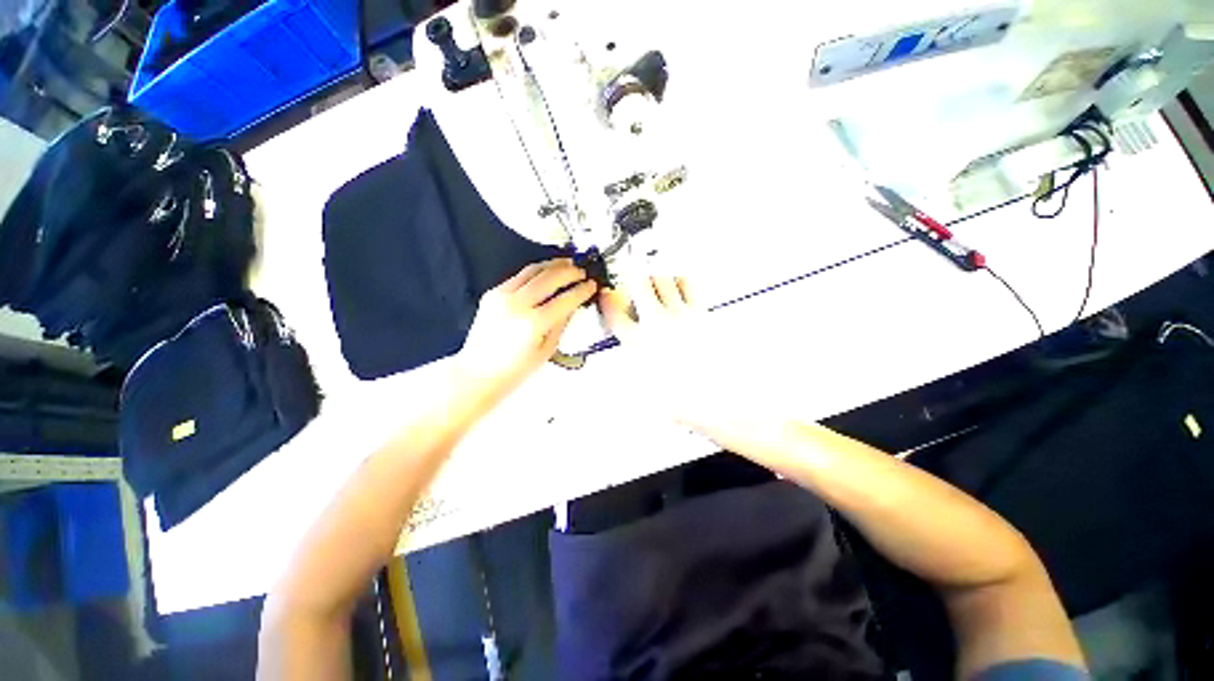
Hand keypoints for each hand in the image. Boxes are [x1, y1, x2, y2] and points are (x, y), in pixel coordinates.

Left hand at [455, 259, 597, 404]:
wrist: (478, 373)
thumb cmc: (515, 370)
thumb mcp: (547, 351)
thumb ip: (562, 324)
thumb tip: (573, 304)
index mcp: (533, 323)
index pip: (565, 299)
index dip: (582, 290)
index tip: (592, 285)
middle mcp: (517, 304)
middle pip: (549, 278)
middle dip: (570, 271)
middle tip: (582, 271)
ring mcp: (502, 296)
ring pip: (533, 270)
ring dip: (553, 265)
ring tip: (568, 264)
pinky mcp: (492, 293)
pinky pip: (519, 276)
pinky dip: (536, 272)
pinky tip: (546, 273)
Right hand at [600, 275, 778, 440]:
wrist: (720, 398)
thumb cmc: (684, 398)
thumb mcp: (645, 387)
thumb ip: (635, 364)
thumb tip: (632, 353)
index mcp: (640, 342)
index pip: (615, 313)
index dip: (607, 301)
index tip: (607, 297)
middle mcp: (658, 322)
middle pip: (640, 283)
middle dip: (632, 279)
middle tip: (632, 282)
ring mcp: (681, 315)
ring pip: (664, 278)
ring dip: (656, 278)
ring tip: (655, 284)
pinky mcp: (702, 313)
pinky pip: (688, 286)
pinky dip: (680, 282)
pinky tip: (679, 290)